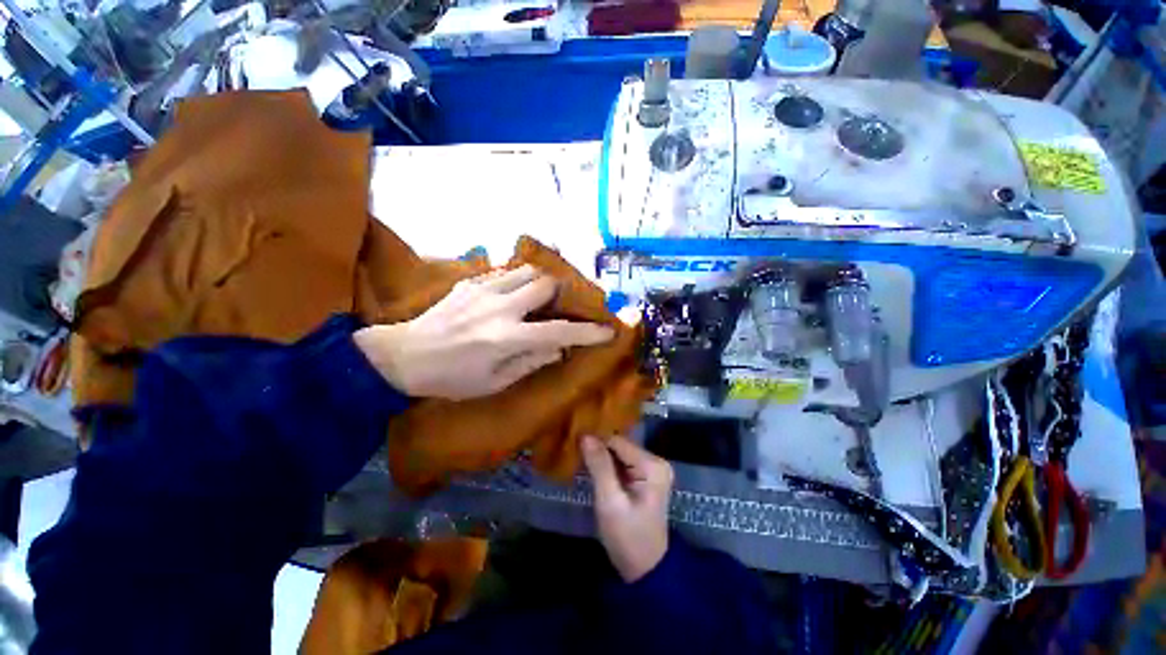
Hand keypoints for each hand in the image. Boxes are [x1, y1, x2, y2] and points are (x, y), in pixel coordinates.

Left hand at [353, 265, 613, 399]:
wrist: (402, 356)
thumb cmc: (451, 378)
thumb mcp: (494, 382)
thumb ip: (531, 362)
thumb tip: (560, 348)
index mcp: (506, 338)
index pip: (559, 331)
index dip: (587, 332)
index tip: (607, 330)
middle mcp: (499, 308)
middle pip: (545, 284)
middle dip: (562, 294)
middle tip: (562, 307)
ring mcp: (483, 290)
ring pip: (527, 271)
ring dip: (541, 283)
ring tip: (540, 298)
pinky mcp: (469, 283)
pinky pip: (504, 273)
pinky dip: (519, 281)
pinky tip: (513, 295)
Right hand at [581, 435, 672, 582]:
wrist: (645, 570)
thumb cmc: (628, 538)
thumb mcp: (610, 502)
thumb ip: (599, 466)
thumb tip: (586, 435)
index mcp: (652, 465)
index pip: (618, 441)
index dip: (595, 440)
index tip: (573, 441)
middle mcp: (655, 461)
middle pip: (619, 445)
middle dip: (597, 448)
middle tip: (573, 448)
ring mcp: (651, 469)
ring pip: (618, 453)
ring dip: (600, 456)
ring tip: (577, 454)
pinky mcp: (645, 477)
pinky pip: (621, 463)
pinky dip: (606, 465)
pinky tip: (590, 466)